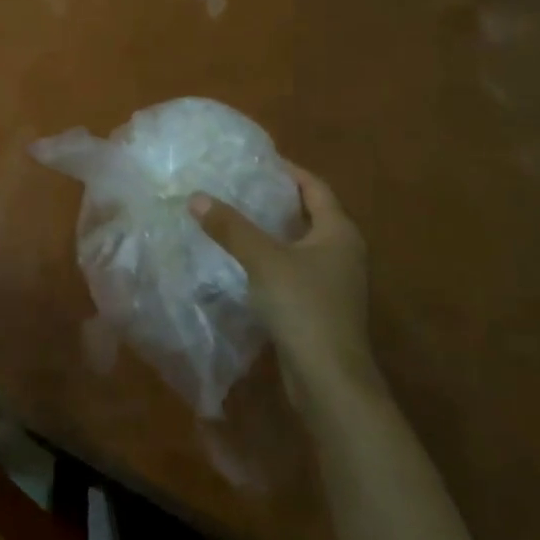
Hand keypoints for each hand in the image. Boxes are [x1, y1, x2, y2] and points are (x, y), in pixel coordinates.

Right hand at [189, 163, 383, 404]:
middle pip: (308, 213)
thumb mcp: (263, 259)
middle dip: (275, 199)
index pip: (314, 187)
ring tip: (233, 216)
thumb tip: (196, 196)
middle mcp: (342, 252)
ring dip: (271, 230)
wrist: (330, 381)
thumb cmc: (304, 307)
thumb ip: (231, 227)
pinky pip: (294, 269)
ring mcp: (334, 282)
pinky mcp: (320, 306)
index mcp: (339, 232)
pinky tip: (242, 259)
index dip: (287, 170)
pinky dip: (271, 258)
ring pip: (299, 243)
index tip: (256, 159)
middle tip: (238, 184)